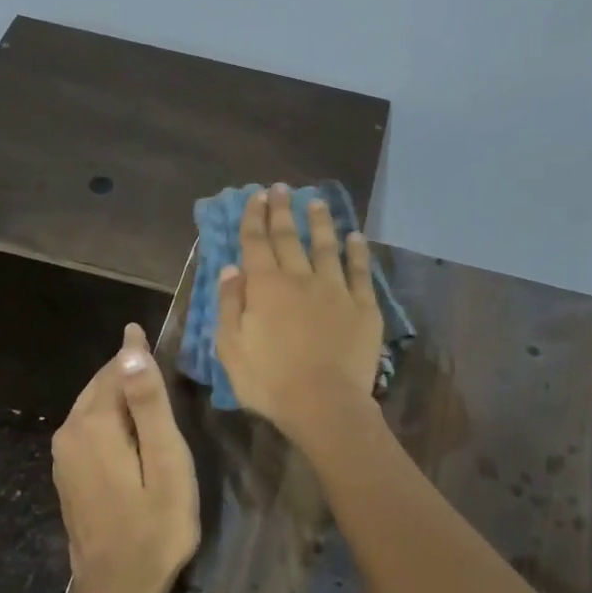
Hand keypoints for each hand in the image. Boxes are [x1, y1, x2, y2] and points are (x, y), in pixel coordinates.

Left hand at [52, 323, 199, 592]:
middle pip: (101, 385)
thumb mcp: (166, 463)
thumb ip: (149, 404)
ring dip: (120, 394)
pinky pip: (89, 427)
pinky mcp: (67, 474)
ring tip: (153, 389)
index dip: (138, 352)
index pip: (116, 368)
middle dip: (128, 370)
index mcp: (93, 424)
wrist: (117, 590)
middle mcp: (69, 432)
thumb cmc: (155, 527)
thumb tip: (131, 349)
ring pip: (94, 405)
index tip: (155, 333)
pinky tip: (133, 429)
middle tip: (161, 361)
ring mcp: (63, 456)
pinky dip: (111, 417)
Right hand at [216, 184, 383, 443]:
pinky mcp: (363, 307)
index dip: (254, 218)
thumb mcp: (231, 348)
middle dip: (282, 211)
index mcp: (265, 287)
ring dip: (320, 222)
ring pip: (326, 247)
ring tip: (317, 201)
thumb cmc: (269, 381)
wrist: (324, 404)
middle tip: (281, 188)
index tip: (255, 197)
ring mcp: (335, 290)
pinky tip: (356, 237)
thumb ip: (229, 305)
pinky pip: (360, 271)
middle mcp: (300, 279)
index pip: (256, 243)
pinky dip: (358, 252)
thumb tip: (231, 268)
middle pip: (289, 238)